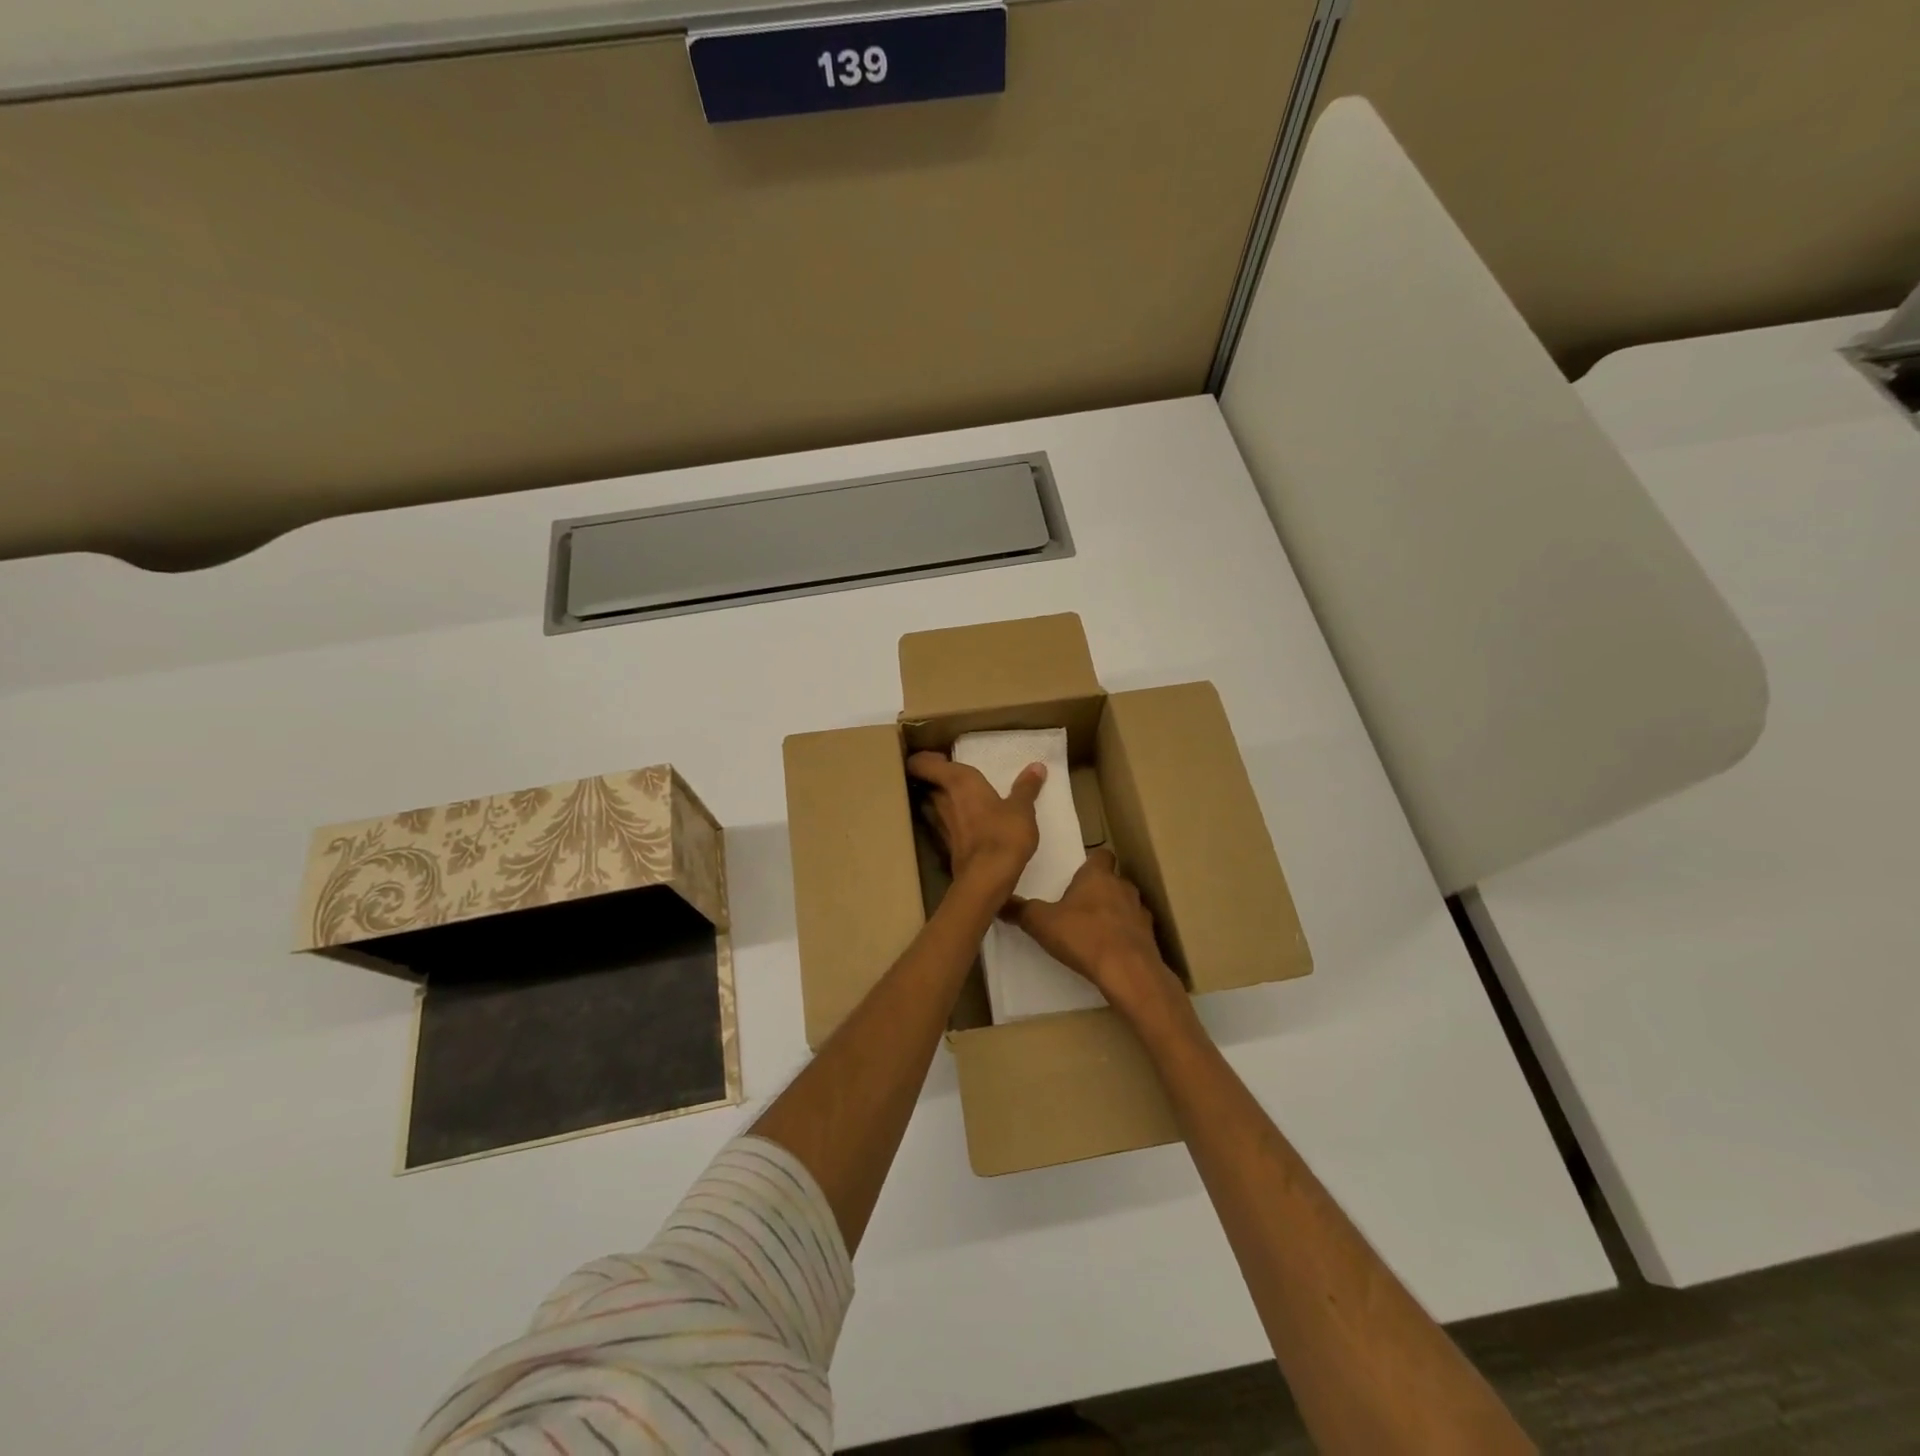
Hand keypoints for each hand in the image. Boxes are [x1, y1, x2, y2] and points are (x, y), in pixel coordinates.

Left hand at [906, 751, 1044, 902]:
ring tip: (960, 797)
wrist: (987, 880)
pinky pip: (941, 823)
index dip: (922, 758)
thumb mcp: (1022, 809)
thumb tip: (1037, 766)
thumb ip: (1026, 787)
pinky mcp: (944, 845)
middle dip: (935, 778)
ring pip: (931, 804)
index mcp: (957, 781)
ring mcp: (939, 824)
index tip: (938, 756)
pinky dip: (950, 819)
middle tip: (954, 774)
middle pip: (926, 783)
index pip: (922, 763)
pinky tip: (965, 822)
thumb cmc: (1004, 834)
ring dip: (940, 799)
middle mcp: (941, 799)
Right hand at [1007, 848, 1184, 1015]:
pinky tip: (1110, 951)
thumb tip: (999, 901)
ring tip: (1094, 930)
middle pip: (1112, 880)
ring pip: (1126, 905)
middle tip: (1078, 904)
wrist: (1128, 972)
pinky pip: (1134, 930)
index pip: (1101, 854)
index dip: (1091, 861)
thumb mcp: (1041, 923)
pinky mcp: (1150, 938)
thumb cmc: (1083, 936)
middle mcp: (1122, 887)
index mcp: (1097, 876)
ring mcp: (1140, 912)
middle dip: (1098, 890)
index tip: (1078, 871)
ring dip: (1113, 913)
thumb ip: (1020, 911)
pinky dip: (1124, 936)